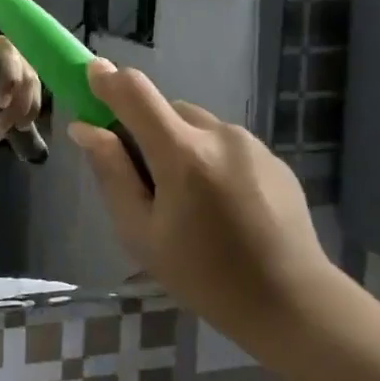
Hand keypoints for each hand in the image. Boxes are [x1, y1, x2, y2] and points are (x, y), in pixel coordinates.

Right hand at [66, 59, 332, 344]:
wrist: (294, 304)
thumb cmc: (203, 275)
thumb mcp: (139, 232)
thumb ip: (111, 172)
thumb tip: (85, 128)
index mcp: (182, 154)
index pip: (135, 92)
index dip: (107, 80)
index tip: (88, 76)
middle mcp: (219, 135)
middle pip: (164, 109)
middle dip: (144, 130)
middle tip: (141, 177)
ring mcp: (251, 144)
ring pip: (194, 125)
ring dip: (178, 144)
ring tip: (185, 198)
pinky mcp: (273, 158)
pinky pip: (223, 143)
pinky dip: (207, 158)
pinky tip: (218, 204)